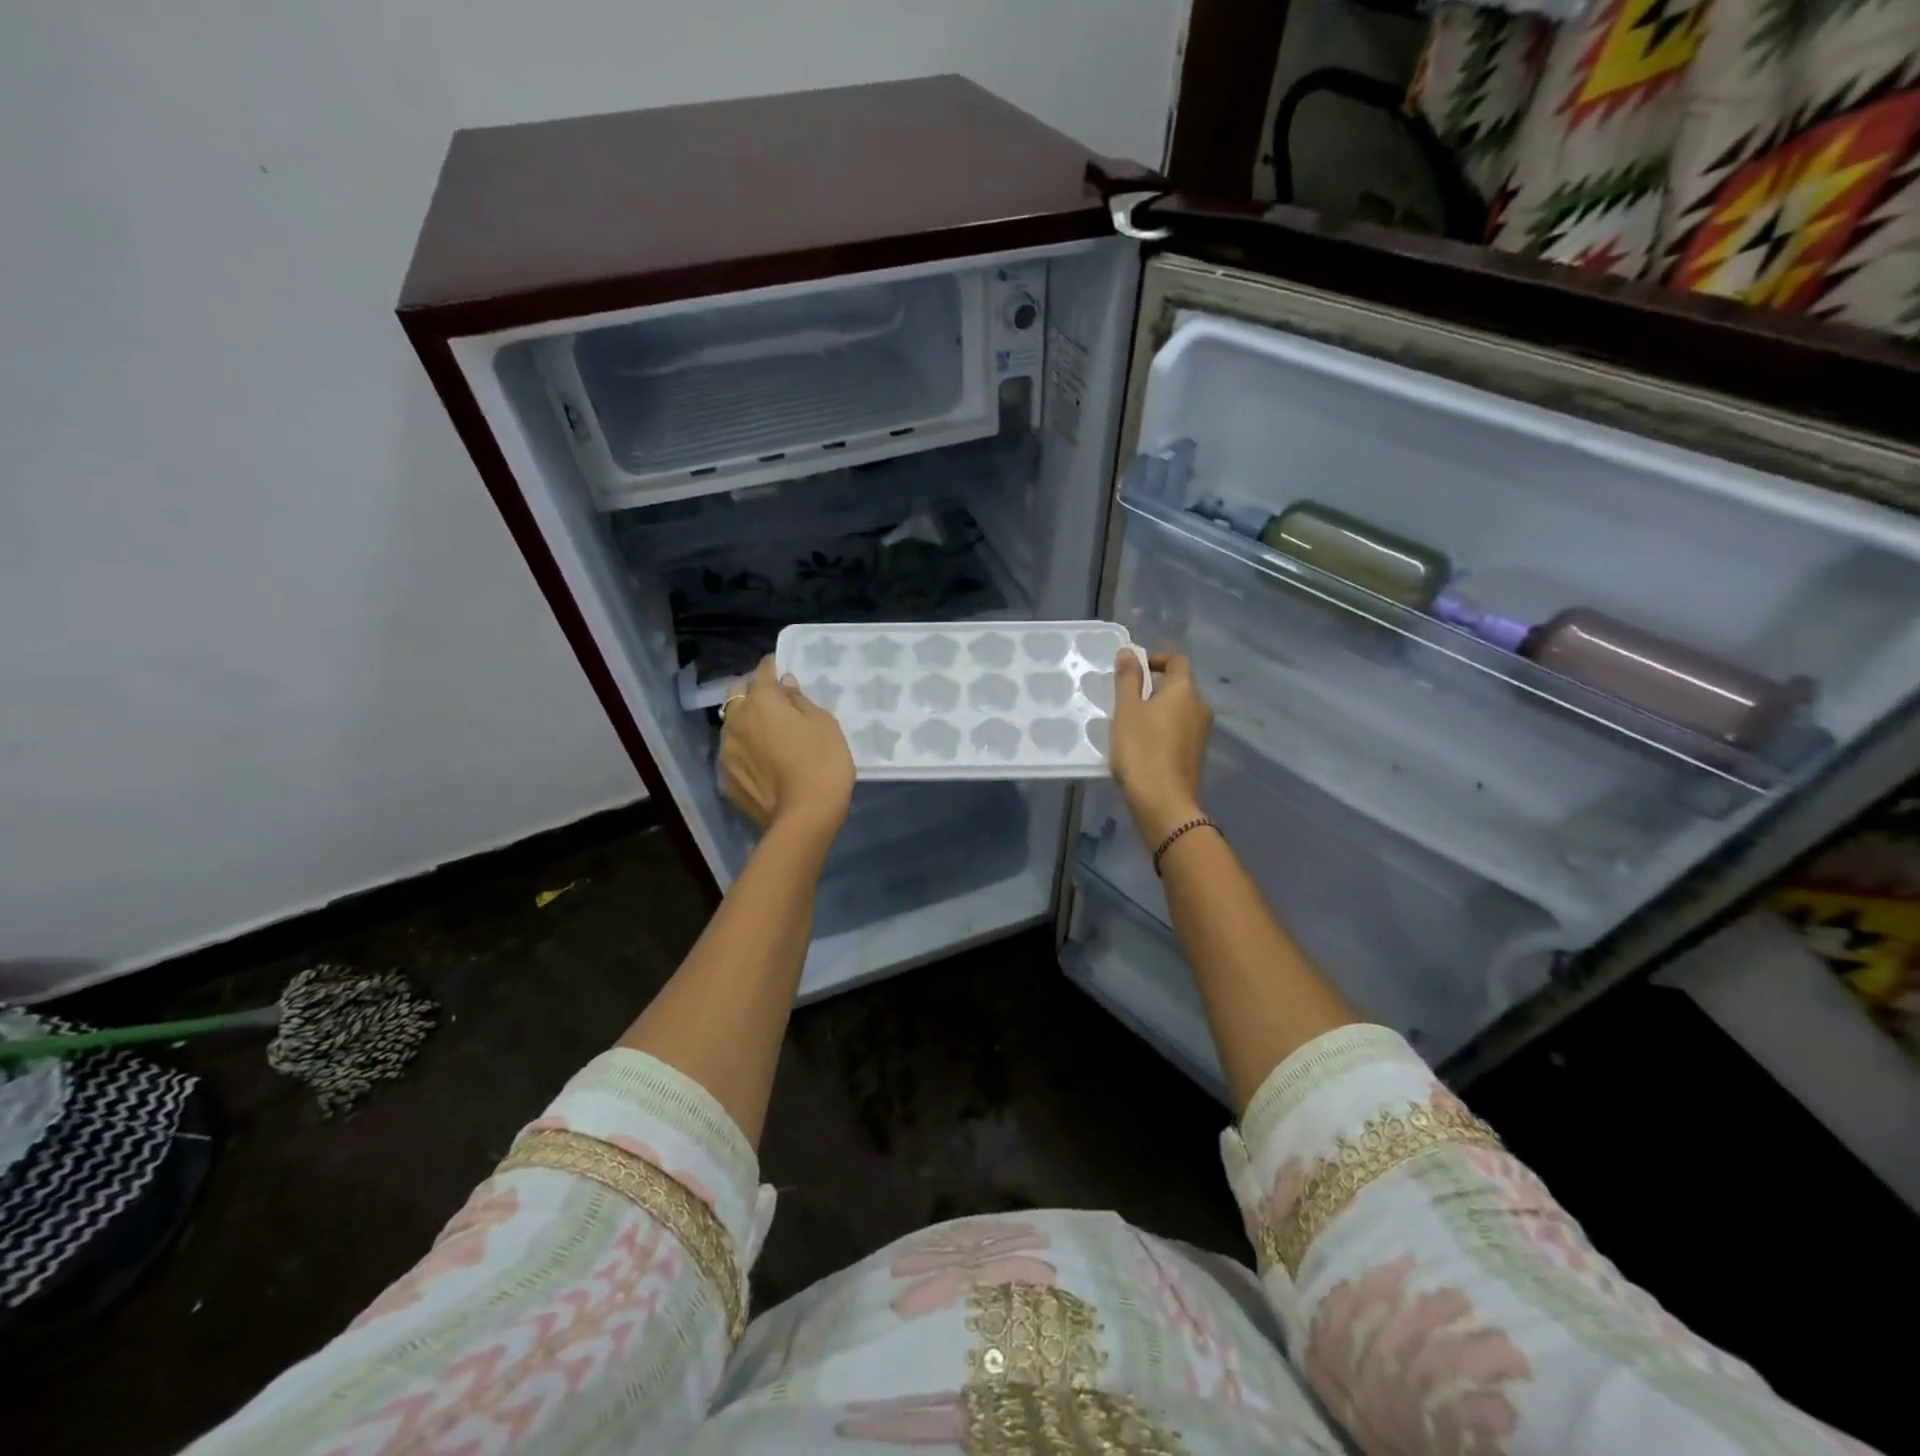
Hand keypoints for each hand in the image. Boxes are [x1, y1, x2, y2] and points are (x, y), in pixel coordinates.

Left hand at [719, 657, 855, 839]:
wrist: (804, 817)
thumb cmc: (822, 762)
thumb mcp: (824, 724)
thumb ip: (800, 700)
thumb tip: (785, 686)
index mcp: (760, 701)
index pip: (763, 671)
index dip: (773, 666)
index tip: (782, 668)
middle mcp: (735, 720)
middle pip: (738, 694)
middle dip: (752, 692)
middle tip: (774, 702)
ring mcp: (726, 752)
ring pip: (732, 725)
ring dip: (746, 722)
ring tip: (767, 735)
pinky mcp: (726, 779)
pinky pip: (734, 754)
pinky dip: (745, 751)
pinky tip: (762, 763)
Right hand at [1109, 650, 1211, 844]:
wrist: (1164, 803)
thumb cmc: (1141, 750)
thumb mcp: (1126, 711)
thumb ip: (1128, 679)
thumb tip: (1129, 651)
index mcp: (1185, 690)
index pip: (1177, 661)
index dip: (1156, 660)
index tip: (1134, 671)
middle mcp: (1200, 707)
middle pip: (1179, 686)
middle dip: (1154, 687)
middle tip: (1125, 700)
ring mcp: (1202, 733)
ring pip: (1179, 710)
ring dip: (1158, 710)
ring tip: (1130, 724)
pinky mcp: (1196, 754)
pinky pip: (1180, 730)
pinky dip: (1163, 729)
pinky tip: (1143, 746)